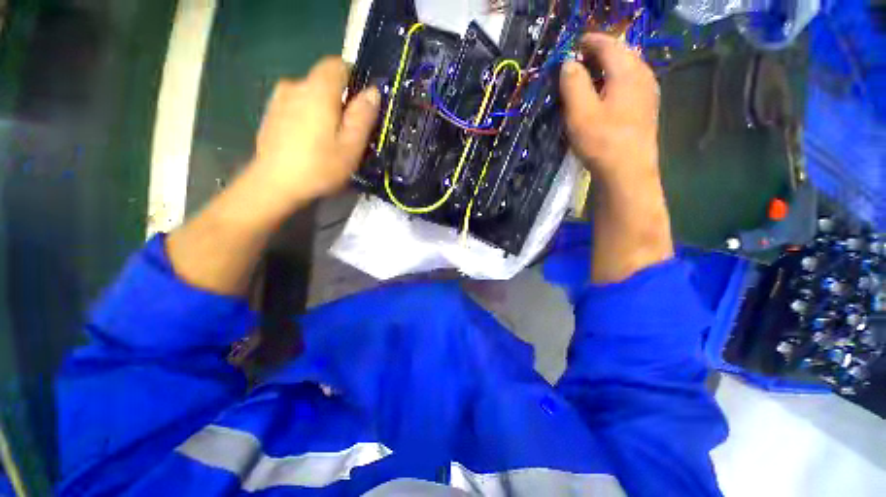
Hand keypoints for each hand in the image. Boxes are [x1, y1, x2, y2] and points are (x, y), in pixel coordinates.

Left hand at [251, 56, 379, 204]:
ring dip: (324, 109)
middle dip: (341, 99)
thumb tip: (373, 91)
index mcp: (318, 90)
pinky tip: (310, 140)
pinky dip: (308, 115)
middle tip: (349, 130)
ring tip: (330, 138)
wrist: (274, 184)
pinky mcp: (271, 113)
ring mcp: (279, 98)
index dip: (354, 79)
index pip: (338, 64)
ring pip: (310, 94)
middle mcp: (295, 85)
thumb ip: (363, 115)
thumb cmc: (319, 166)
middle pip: (324, 81)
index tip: (362, 104)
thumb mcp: (351, 146)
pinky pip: (297, 105)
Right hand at [560, 34, 659, 186]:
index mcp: (627, 71)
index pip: (608, 44)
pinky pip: (629, 84)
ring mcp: (648, 92)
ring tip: (588, 78)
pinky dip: (614, 82)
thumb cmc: (601, 141)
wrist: (627, 171)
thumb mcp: (580, 112)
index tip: (572, 45)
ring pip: (626, 69)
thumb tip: (569, 62)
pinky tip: (604, 96)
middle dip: (598, 54)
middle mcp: (642, 75)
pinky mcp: (646, 108)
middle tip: (577, 62)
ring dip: (606, 68)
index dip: (588, 41)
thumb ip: (573, 83)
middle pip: (620, 53)